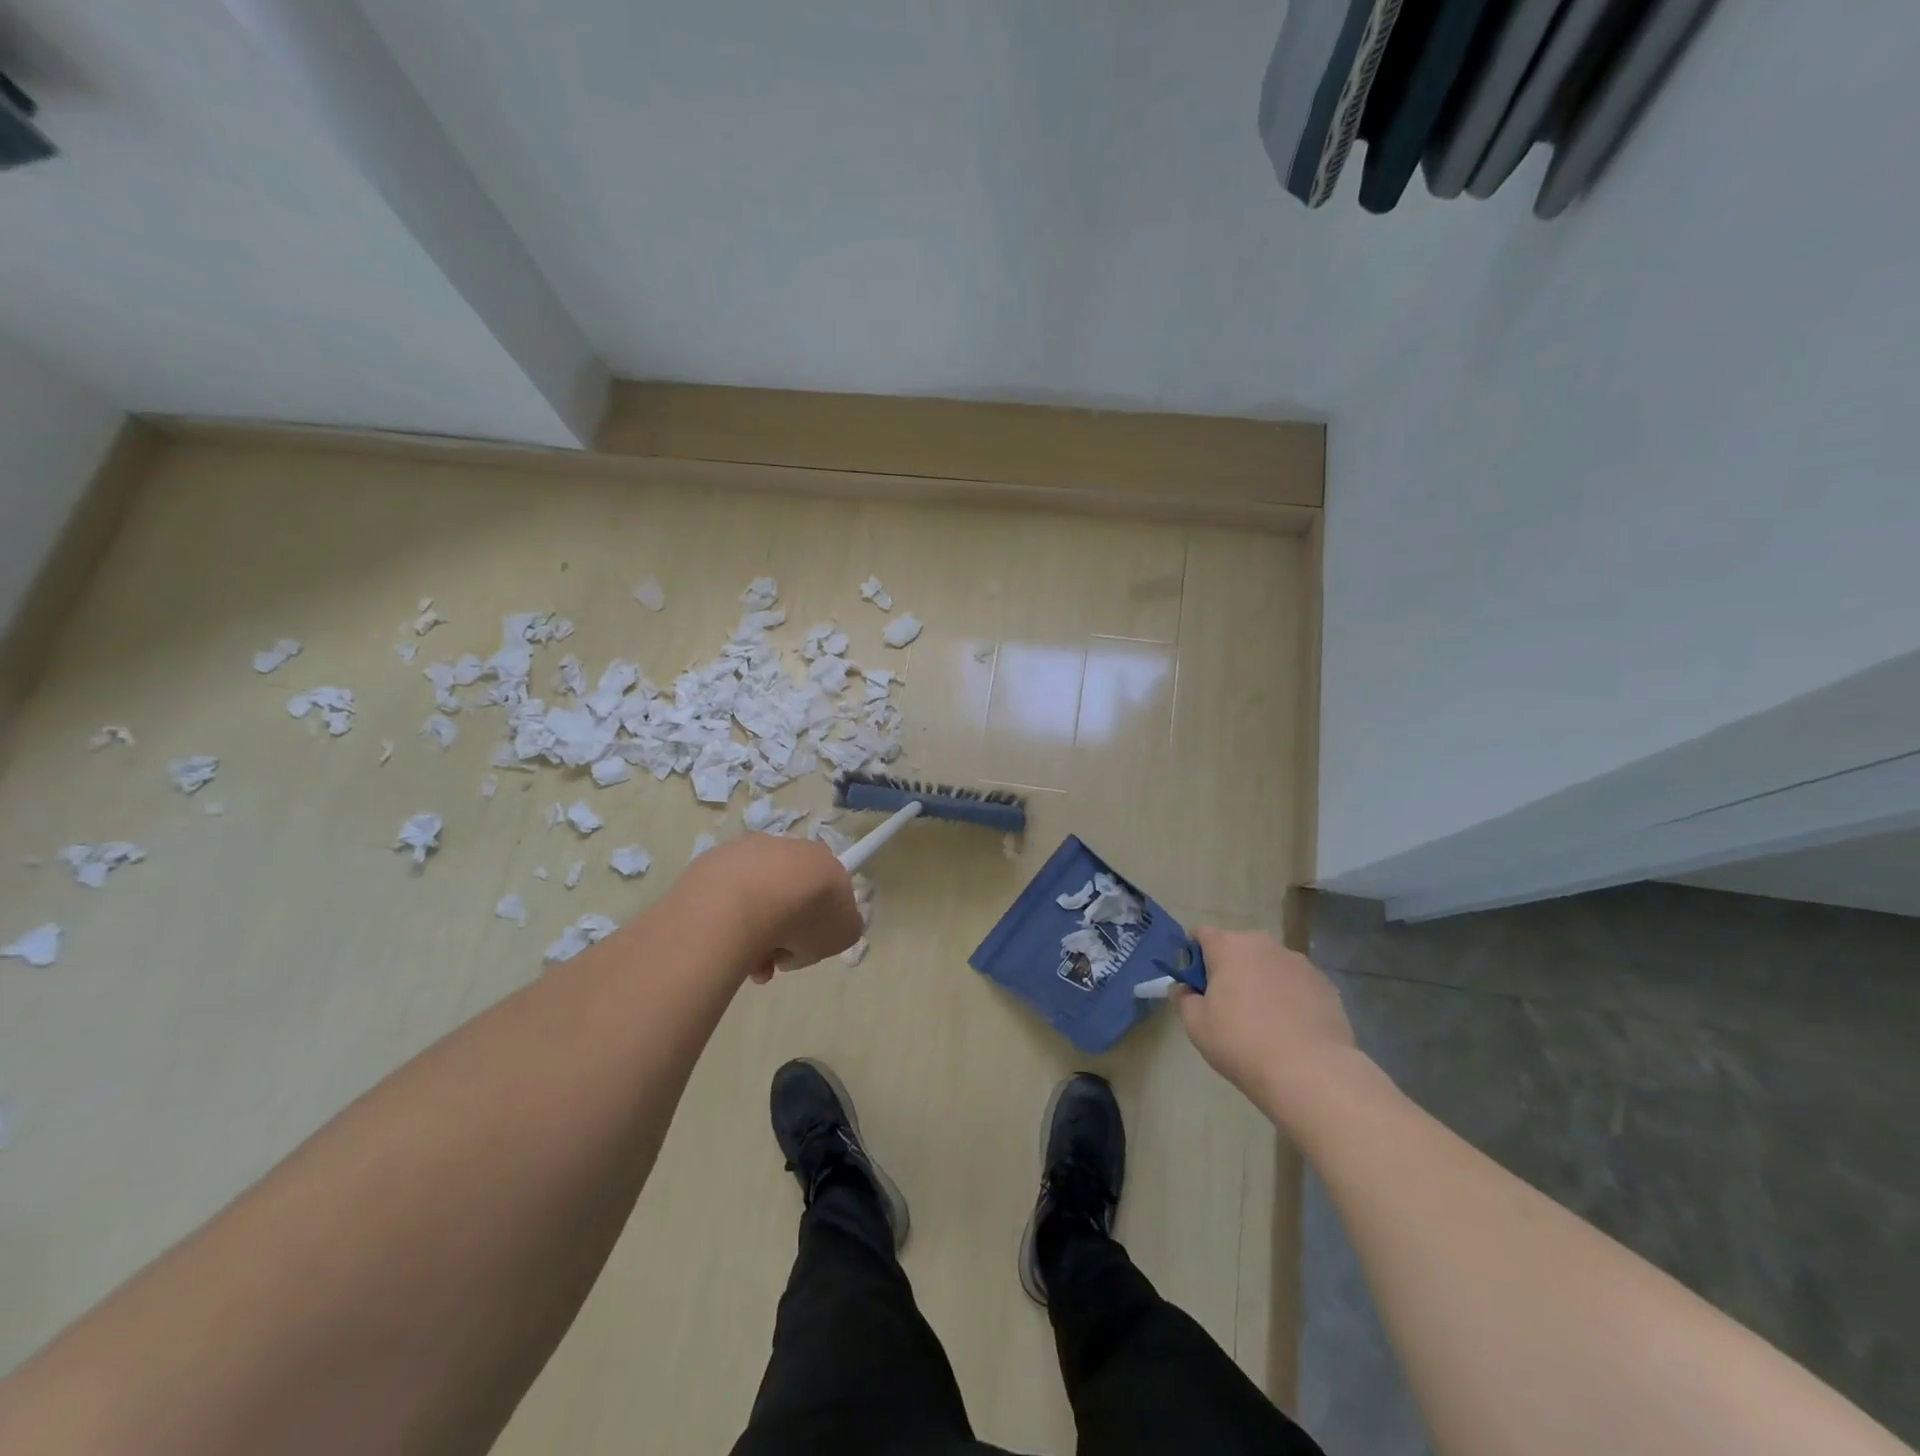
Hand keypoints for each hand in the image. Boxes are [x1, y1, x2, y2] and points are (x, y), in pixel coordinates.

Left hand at [679, 834, 862, 981]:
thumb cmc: (804, 916)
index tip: (803, 946)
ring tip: (746, 964)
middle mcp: (786, 847)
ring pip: (754, 899)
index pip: (825, 890)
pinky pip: (724, 899)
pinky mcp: (710, 862)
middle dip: (782, 932)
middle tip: (772, 962)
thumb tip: (820, 930)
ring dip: (753, 933)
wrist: (742, 903)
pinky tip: (724, 945)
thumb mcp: (845, 933)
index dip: (817, 922)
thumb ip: (843, 927)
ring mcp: (745, 852)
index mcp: (822, 859)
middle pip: (788, 896)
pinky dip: (726, 922)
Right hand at [1174, 928, 1362, 1125]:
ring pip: (1269, 965)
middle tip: (1226, 1006)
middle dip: (1229, 969)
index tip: (1195, 984)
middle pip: (1237, 948)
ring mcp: (1299, 963)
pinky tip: (1290, 1028)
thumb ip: (1183, 998)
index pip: (1202, 934)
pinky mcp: (1326, 984)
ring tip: (1264, 1020)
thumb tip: (1184, 988)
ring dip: (1260, 981)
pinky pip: (1296, 983)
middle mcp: (1264, 944)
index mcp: (1229, 946)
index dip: (1193, 955)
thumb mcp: (1196, 1025)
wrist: (1311, 1074)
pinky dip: (1289, 996)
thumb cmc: (1242, 1044)